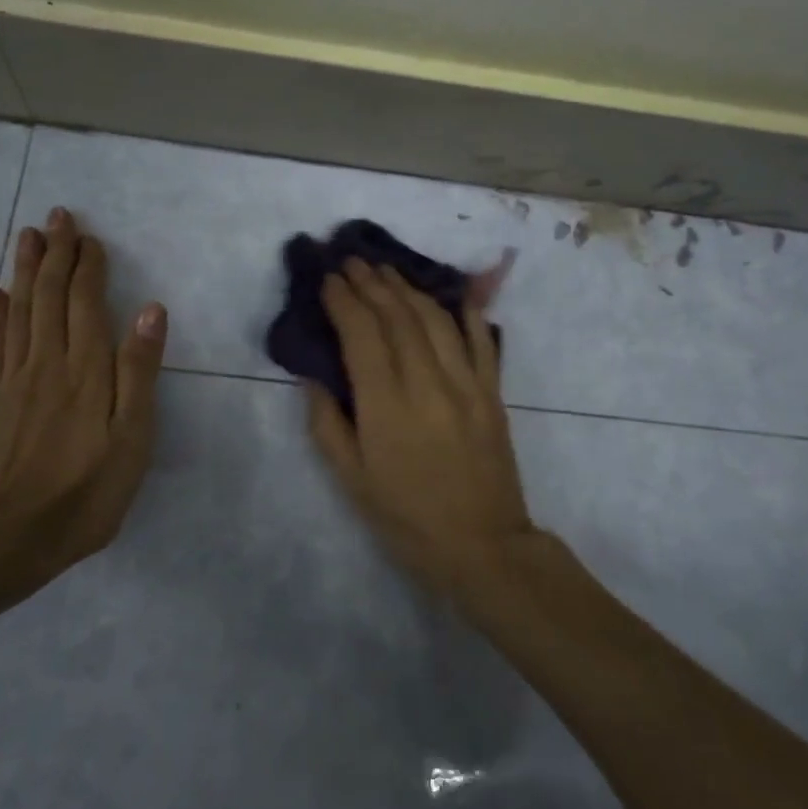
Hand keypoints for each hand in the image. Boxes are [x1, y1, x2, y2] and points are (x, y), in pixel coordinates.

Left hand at [0, 207, 166, 603]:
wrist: (4, 539)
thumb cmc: (83, 493)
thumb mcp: (131, 439)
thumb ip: (139, 371)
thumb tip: (152, 309)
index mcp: (86, 369)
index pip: (86, 302)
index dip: (88, 266)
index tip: (90, 236)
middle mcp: (47, 361)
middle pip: (50, 296)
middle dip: (56, 253)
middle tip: (57, 216)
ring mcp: (14, 378)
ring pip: (19, 310)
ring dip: (25, 270)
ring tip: (27, 237)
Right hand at [305, 258, 532, 592]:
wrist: (482, 546)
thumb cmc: (406, 518)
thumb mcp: (351, 480)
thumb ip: (328, 423)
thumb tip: (314, 377)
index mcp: (386, 406)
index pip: (362, 335)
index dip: (344, 301)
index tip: (329, 279)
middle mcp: (427, 383)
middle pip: (398, 317)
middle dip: (372, 284)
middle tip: (352, 261)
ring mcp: (467, 384)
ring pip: (436, 320)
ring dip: (409, 290)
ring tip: (387, 271)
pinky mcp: (492, 393)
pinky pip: (482, 341)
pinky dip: (466, 312)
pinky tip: (453, 294)